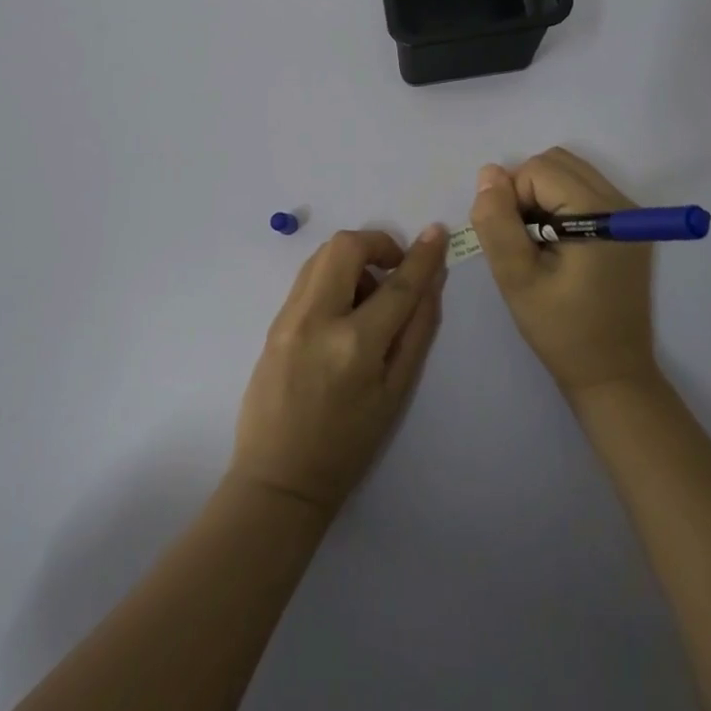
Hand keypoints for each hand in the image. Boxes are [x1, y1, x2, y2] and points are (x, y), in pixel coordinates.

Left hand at [230, 226, 447, 516]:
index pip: (397, 285)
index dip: (422, 256)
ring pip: (322, 254)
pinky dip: (332, 275)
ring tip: (367, 295)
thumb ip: (417, 331)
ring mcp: (288, 317)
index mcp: (355, 345)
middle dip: (377, 244)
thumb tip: (432, 283)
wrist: (278, 478)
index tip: (437, 232)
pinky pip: (307, 277)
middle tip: (393, 270)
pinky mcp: (273, 321)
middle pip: (346, 246)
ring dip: (353, 259)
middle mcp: (317, 319)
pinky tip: (343, 309)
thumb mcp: (395, 393)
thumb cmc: (347, 445)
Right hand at [469, 148, 658, 399]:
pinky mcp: (628, 228)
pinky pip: (583, 191)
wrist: (612, 376)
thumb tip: (488, 173)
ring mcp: (629, 214)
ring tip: (537, 244)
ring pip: (569, 173)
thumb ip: (497, 222)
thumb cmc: (562, 331)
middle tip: (522, 240)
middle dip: (526, 191)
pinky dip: (559, 205)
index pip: (538, 170)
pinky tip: (555, 246)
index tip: (515, 244)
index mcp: (600, 214)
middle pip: (556, 162)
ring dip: (541, 197)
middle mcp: (622, 203)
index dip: (513, 199)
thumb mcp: (517, 279)